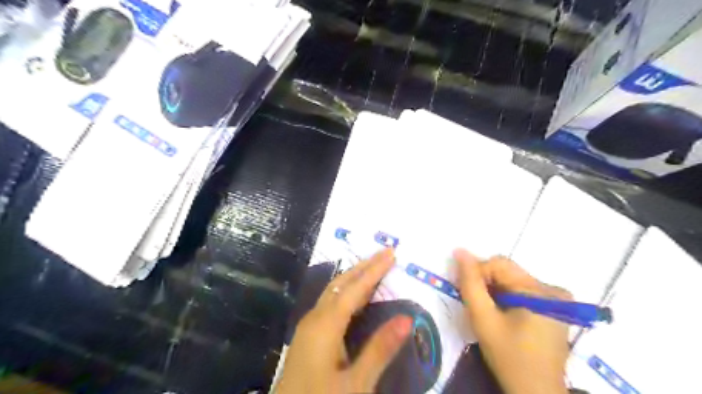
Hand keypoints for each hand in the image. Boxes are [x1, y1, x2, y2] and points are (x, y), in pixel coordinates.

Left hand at [274, 249, 412, 393]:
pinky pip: (330, 303)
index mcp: (325, 324)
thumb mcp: (356, 384)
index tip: (391, 253)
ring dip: (354, 277)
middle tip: (384, 253)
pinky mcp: (308, 336)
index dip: (374, 269)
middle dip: (363, 266)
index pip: (355, 288)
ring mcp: (308, 326)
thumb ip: (380, 349)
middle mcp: (315, 318)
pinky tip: (354, 297)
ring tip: (373, 267)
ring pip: (333, 291)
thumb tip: (407, 318)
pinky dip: (346, 292)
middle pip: (340, 283)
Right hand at [455, 249, 568, 393]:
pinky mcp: (555, 307)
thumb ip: (470, 284)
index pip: (498, 264)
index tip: (466, 293)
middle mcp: (552, 289)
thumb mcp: (483, 320)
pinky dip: (505, 297)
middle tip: (474, 304)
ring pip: (512, 280)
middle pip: (506, 271)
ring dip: (493, 290)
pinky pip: (521, 290)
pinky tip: (500, 314)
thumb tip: (459, 251)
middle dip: (485, 283)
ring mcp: (556, 298)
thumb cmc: (509, 358)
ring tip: (487, 311)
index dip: (477, 274)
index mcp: (539, 290)